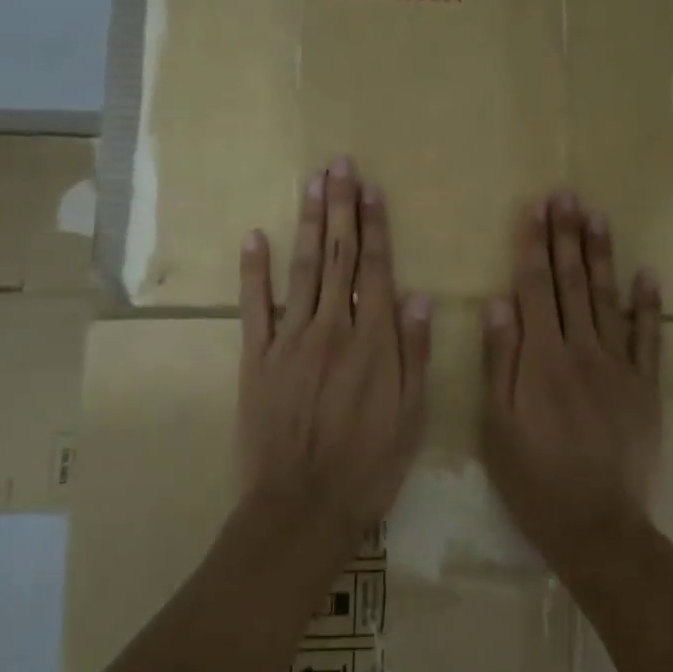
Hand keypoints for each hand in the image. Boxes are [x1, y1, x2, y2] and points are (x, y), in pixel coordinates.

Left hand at [238, 158, 431, 538]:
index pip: (377, 269)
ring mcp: (289, 340)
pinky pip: (254, 306)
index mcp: (374, 341)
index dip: (375, 226)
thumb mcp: (412, 416)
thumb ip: (414, 353)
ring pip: (301, 270)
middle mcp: (332, 328)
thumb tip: (419, 297)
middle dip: (340, 208)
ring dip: (307, 224)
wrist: (303, 505)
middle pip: (338, 257)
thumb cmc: (369, 465)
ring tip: (311, 185)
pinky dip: (253, 270)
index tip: (372, 189)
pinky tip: (254, 236)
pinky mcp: (256, 358)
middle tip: (339, 166)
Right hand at [481, 190, 662, 572]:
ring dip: (602, 255)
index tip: (536, 209)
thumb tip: (499, 302)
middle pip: (572, 283)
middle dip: (567, 236)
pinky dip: (647, 305)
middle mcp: (581, 350)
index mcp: (541, 357)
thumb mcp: (497, 424)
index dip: (534, 246)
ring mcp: (618, 366)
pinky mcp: (645, 386)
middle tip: (566, 195)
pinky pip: (648, 337)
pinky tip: (646, 274)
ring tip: (597, 216)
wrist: (596, 522)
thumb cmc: (534, 477)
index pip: (535, 288)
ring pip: (608, 298)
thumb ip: (500, 360)